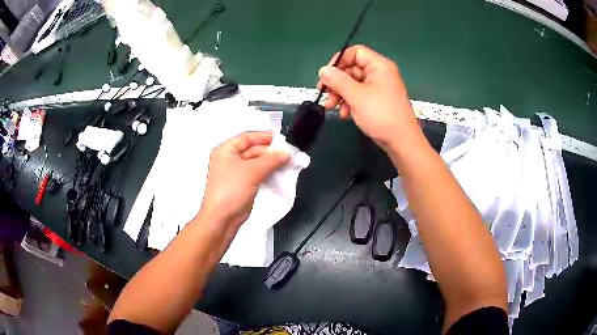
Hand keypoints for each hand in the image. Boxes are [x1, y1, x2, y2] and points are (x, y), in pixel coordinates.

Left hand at [200, 132, 289, 228]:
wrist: (222, 218)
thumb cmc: (231, 190)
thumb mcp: (252, 171)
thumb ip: (271, 160)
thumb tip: (286, 153)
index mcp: (225, 150)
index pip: (247, 137)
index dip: (264, 137)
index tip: (281, 140)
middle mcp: (229, 159)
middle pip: (253, 150)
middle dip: (270, 152)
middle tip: (288, 154)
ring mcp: (236, 173)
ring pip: (256, 163)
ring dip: (271, 163)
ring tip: (288, 163)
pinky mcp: (242, 185)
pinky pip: (257, 174)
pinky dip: (268, 173)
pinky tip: (280, 174)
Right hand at [317, 45, 420, 147]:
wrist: (402, 142)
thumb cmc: (380, 115)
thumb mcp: (355, 95)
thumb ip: (337, 80)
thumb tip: (323, 70)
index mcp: (379, 66)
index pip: (354, 52)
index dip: (338, 61)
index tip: (326, 76)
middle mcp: (380, 73)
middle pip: (352, 69)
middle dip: (336, 82)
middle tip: (324, 94)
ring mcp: (380, 88)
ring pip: (354, 84)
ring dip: (340, 94)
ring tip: (332, 107)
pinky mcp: (379, 101)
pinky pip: (360, 95)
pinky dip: (350, 102)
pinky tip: (345, 114)